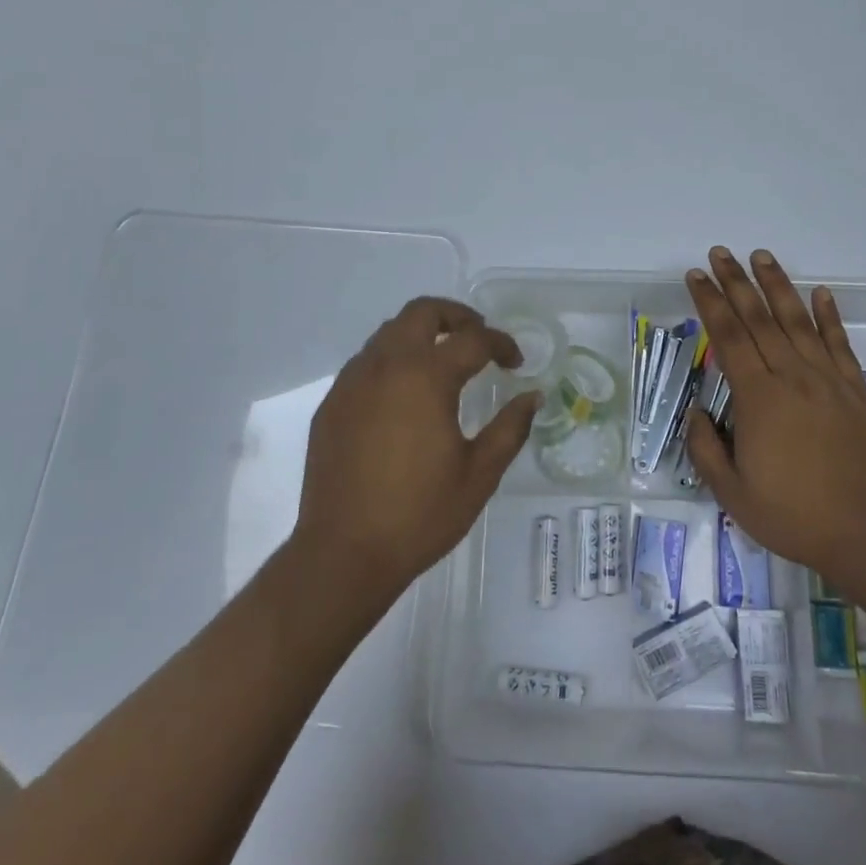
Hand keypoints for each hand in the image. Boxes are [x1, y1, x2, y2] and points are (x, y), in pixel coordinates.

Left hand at [293, 297, 538, 597]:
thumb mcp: (479, 474)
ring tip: (443, 361)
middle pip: (422, 311)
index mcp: (426, 377)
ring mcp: (353, 381)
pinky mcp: (333, 402)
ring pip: (389, 331)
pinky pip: (367, 361)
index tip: (516, 362)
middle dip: (456, 315)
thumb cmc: (419, 515)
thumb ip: (510, 428)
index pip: (473, 339)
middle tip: (478, 337)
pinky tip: (404, 394)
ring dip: (421, 334)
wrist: (343, 553)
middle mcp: (387, 365)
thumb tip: (532, 396)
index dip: (501, 344)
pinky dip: (393, 359)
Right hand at [683, 248, 865, 588]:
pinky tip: (821, 293)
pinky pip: (839, 344)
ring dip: (778, 286)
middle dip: (736, 282)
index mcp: (759, 398)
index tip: (696, 276)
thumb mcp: (732, 494)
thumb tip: (697, 413)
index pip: (728, 337)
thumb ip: (706, 449)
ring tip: (761, 257)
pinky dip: (829, 315)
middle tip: (720, 253)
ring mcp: (828, 381)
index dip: (710, 303)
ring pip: (798, 321)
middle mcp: (792, 377)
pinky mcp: (855, 392)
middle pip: (759, 318)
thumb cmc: (794, 516)